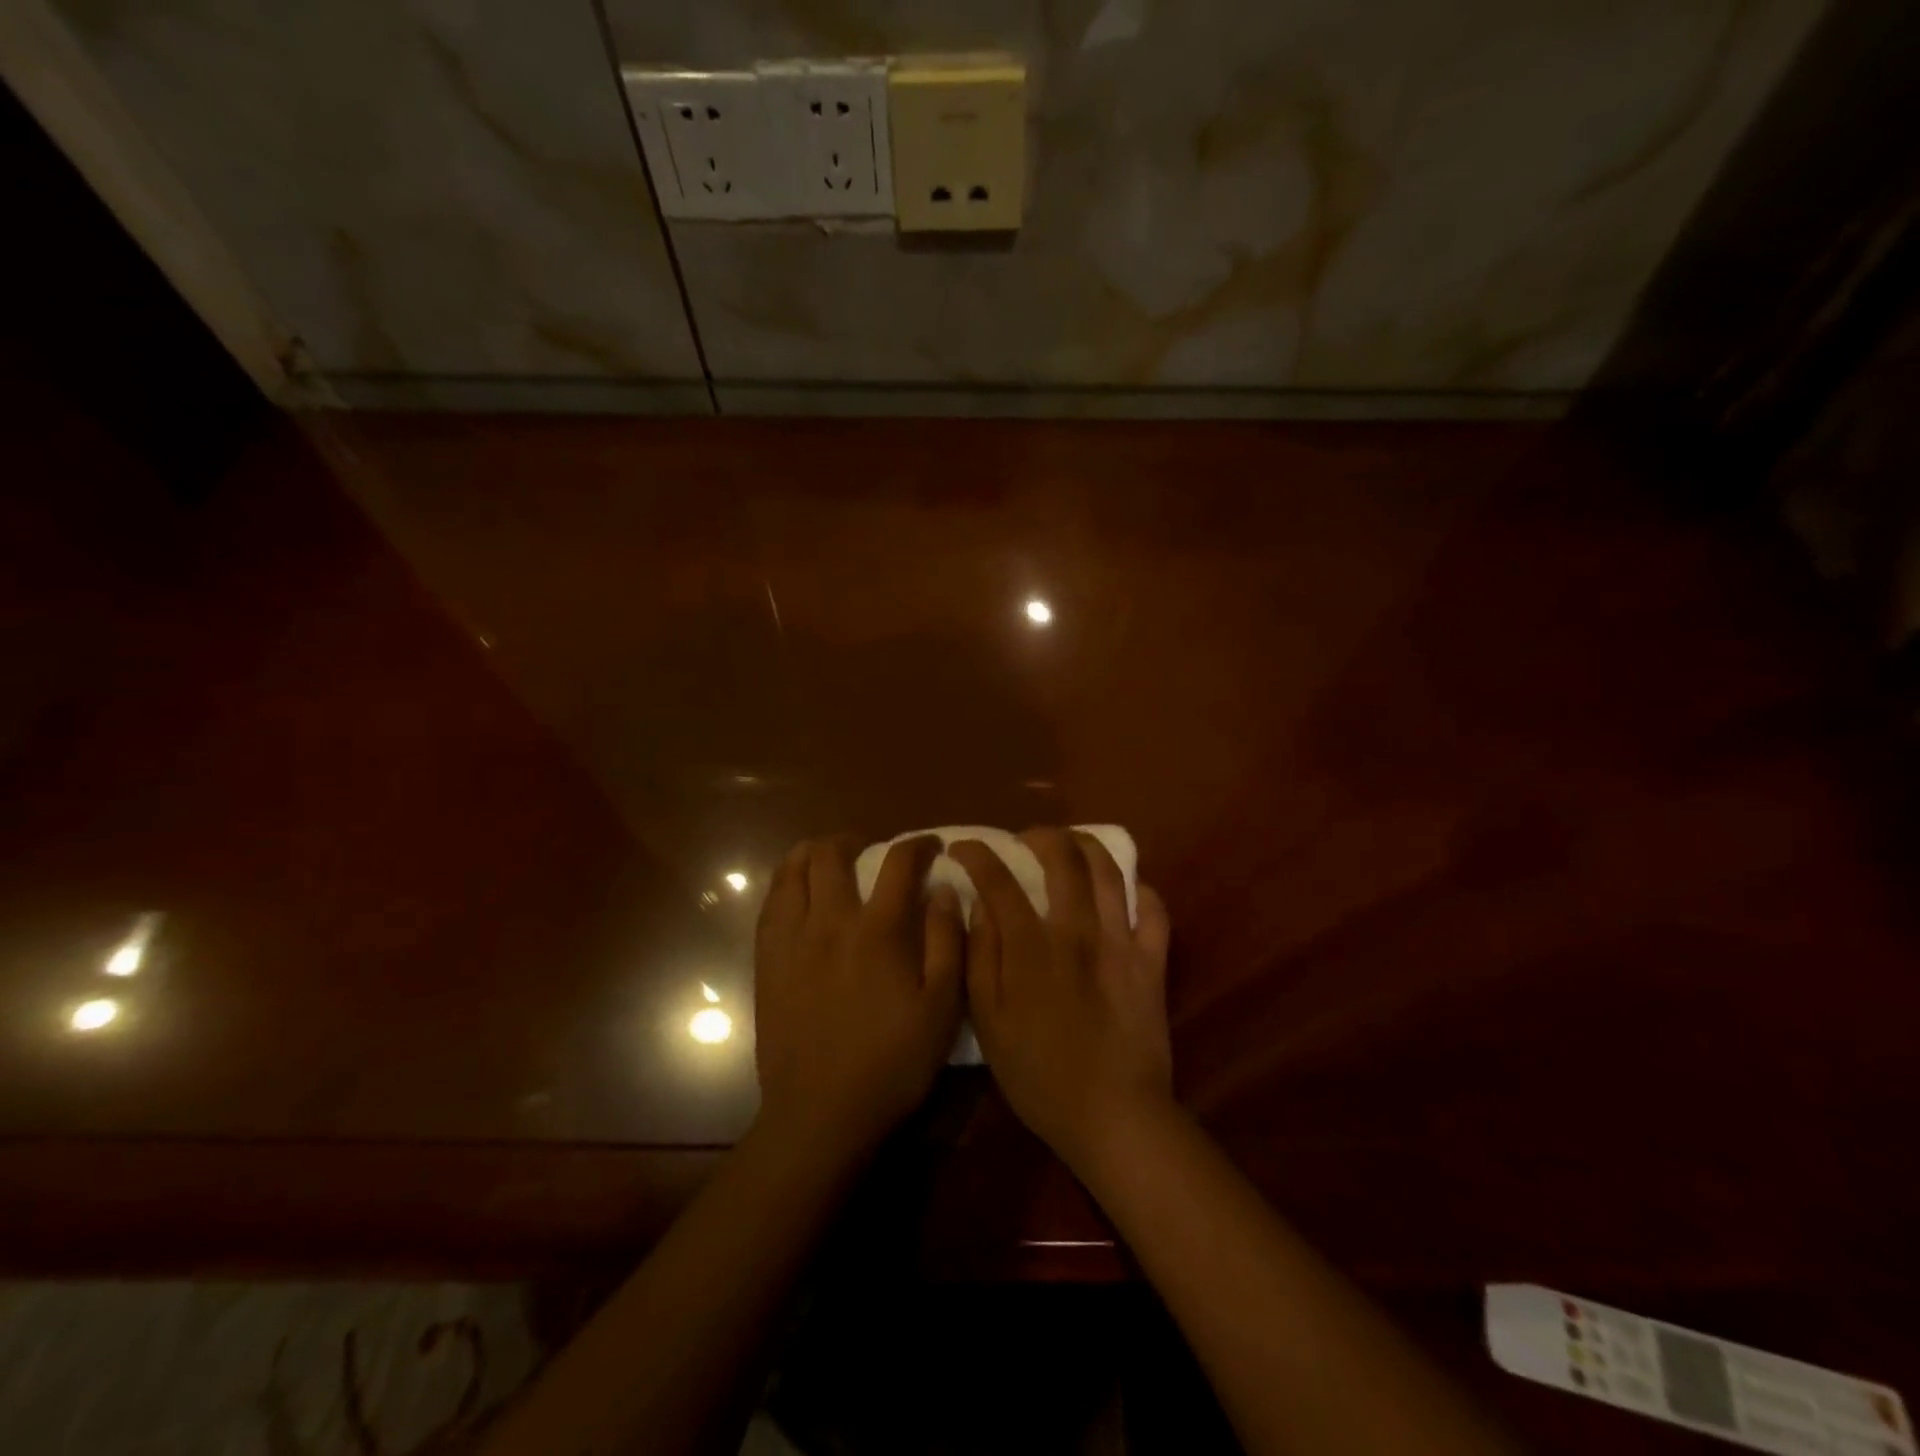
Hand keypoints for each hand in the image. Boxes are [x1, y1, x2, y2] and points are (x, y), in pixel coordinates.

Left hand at [753, 836, 964, 1158]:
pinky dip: (785, 883)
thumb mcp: (942, 1008)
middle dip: (854, 840)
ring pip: (792, 871)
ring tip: (828, 861)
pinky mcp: (766, 962)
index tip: (930, 846)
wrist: (820, 1113)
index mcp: (878, 931)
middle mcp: (830, 922)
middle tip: (869, 851)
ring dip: (813, 853)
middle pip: (832, 854)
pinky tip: (797, 892)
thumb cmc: (892, 1063)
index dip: (917, 845)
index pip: (898, 863)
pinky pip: (769, 904)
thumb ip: (946, 941)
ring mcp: (791, 940)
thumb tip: (943, 889)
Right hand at [948, 829, 1172, 1171]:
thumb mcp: (988, 1021)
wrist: (1112, 1115)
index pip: (998, 879)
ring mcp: (1120, 942)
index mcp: (1030, 946)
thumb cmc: (1038, 1074)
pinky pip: (1154, 910)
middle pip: (1062, 858)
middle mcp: (1076, 930)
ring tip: (1072, 844)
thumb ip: (980, 956)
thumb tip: (977, 905)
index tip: (964, 850)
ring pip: (1109, 871)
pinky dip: (1141, 889)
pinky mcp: (1152, 960)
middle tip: (1025, 840)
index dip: (977, 855)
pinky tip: (1127, 887)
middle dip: (1039, 836)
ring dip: (1087, 845)